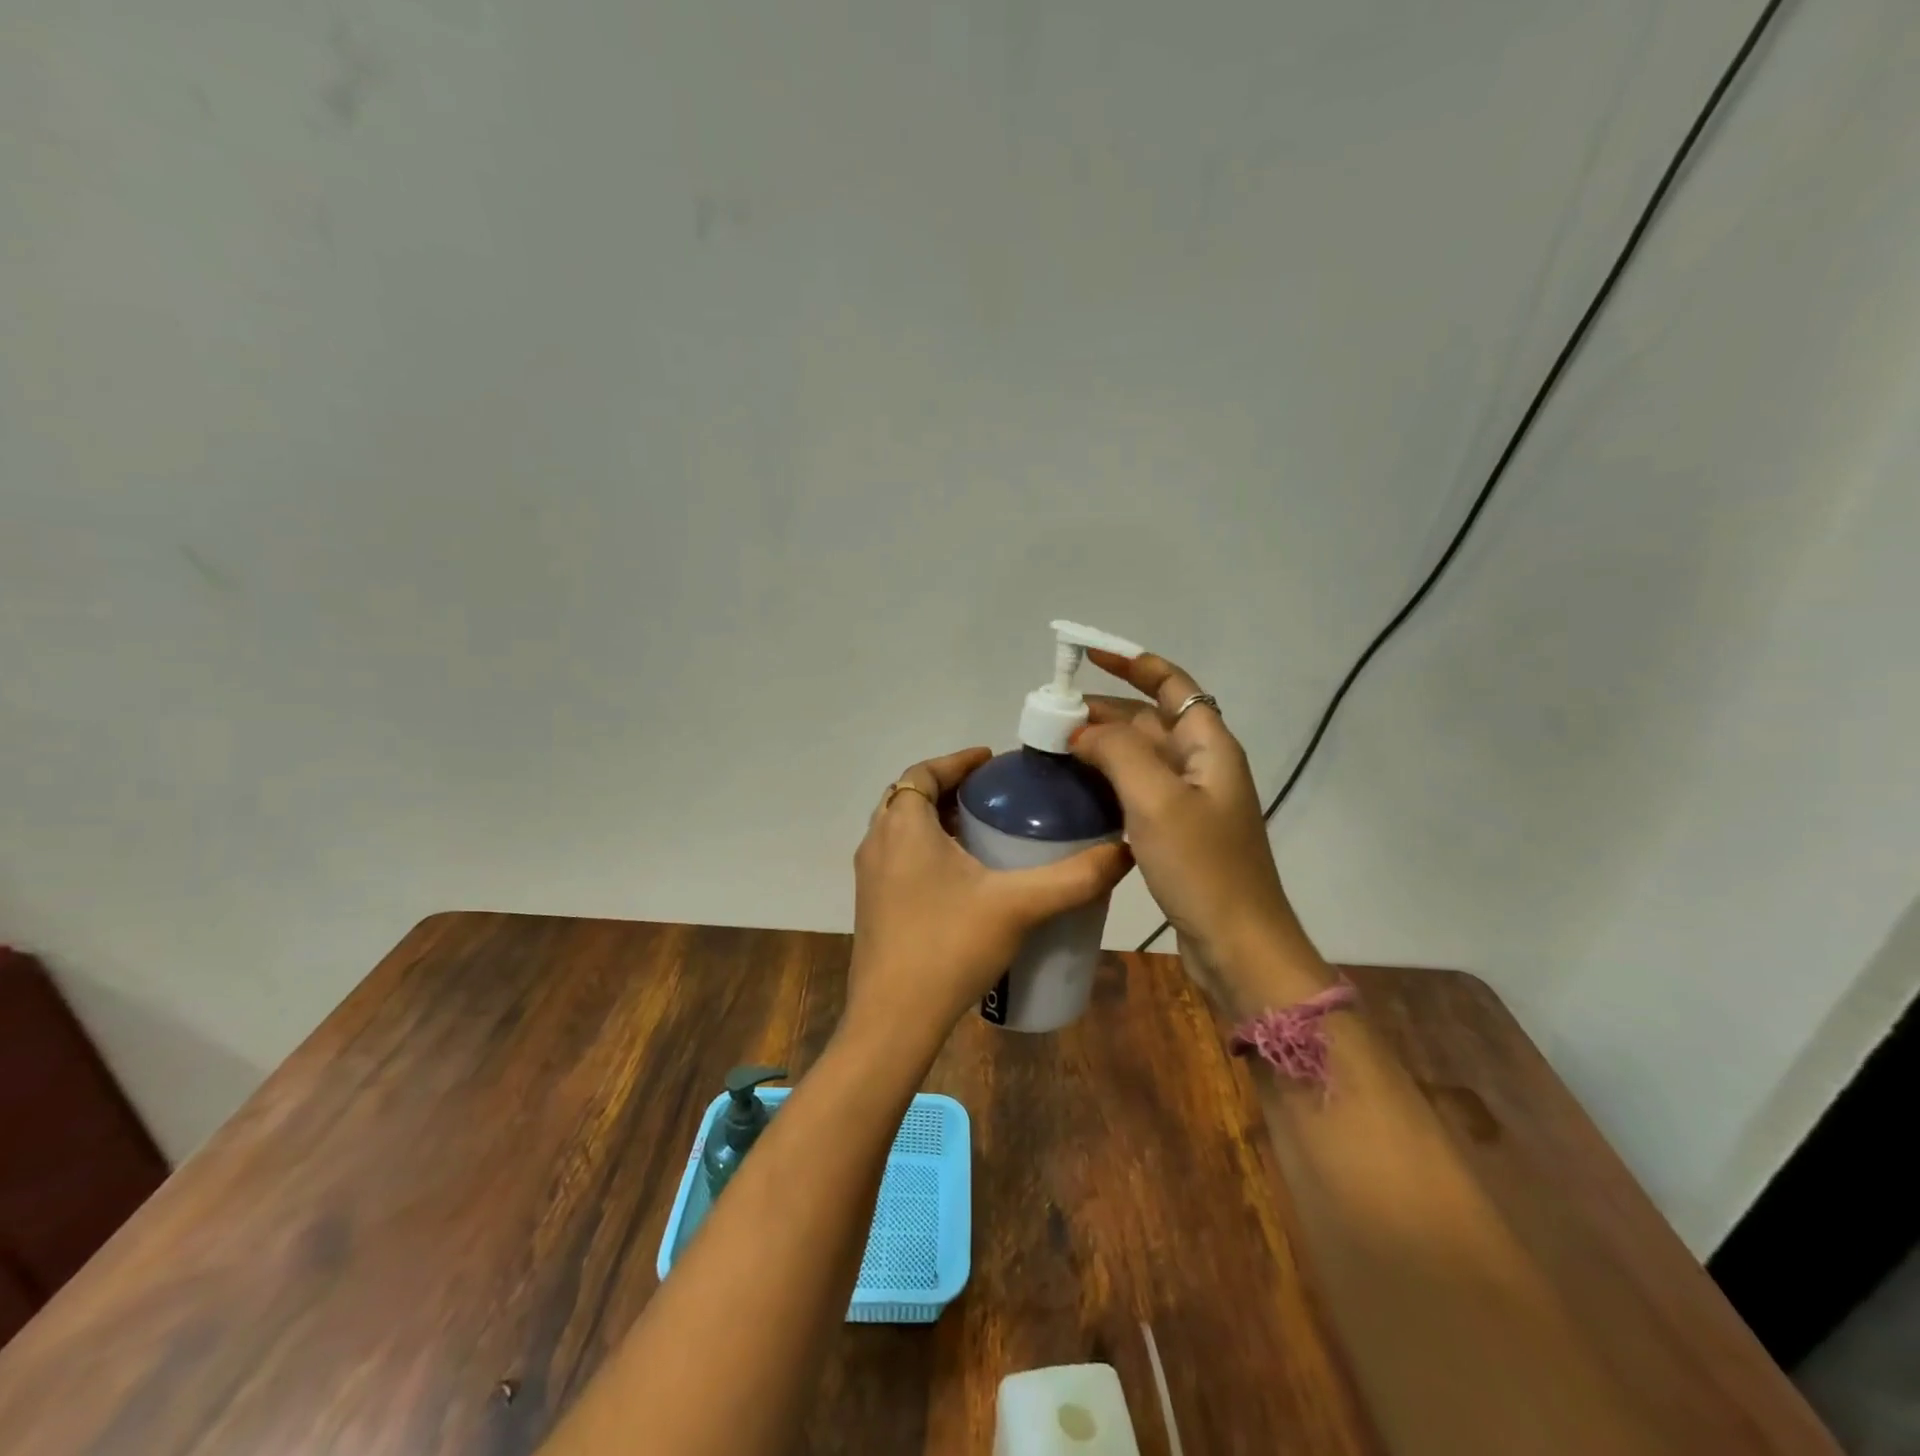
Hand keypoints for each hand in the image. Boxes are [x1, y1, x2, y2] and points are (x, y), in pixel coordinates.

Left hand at [848, 747, 1132, 1045]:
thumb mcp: (1020, 906)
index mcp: (904, 826)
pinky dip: (926, 849)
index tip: (992, 761)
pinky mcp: (873, 905)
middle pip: (910, 797)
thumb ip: (1075, 877)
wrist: (893, 1021)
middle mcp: (878, 842)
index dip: (958, 761)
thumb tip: (1124, 852)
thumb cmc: (950, 947)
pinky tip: (963, 878)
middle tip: (993, 796)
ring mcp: (870, 877)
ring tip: (982, 831)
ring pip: (902, 829)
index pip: (924, 771)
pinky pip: (899, 858)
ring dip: (936, 820)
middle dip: (949, 788)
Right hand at [1070, 649, 1323, 996]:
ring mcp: (1189, 802)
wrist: (1238, 946)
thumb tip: (1082, 731)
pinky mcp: (1176, 833)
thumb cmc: (1202, 867)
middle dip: (1104, 710)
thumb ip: (1118, 753)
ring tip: (1055, 746)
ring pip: (1139, 758)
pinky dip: (1107, 781)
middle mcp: (1202, 766)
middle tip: (1052, 714)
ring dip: (1102, 746)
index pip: (1172, 685)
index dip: (1133, 664)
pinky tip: (1076, 790)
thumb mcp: (1157, 800)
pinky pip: (1136, 791)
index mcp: (1209, 746)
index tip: (1089, 654)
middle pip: (1149, 721)